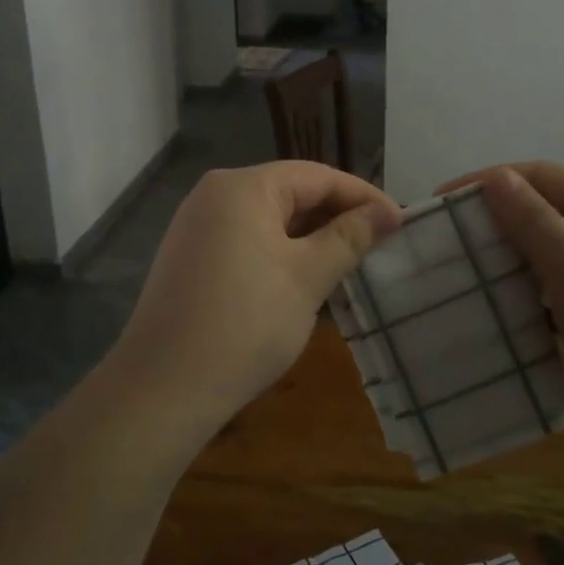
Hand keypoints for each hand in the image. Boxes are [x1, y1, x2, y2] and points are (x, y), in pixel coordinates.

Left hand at [112, 162, 400, 437]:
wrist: (163, 388)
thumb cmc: (245, 324)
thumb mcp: (307, 277)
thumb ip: (350, 237)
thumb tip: (390, 212)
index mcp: (243, 187)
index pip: (317, 176)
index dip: (362, 196)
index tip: (400, 222)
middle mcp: (215, 195)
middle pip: (290, 192)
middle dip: (337, 216)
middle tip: (380, 244)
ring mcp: (197, 226)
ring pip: (269, 219)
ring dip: (311, 237)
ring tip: (351, 261)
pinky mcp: (191, 257)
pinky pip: (247, 239)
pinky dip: (281, 252)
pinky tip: (305, 278)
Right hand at [444, 162, 563, 396]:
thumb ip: (530, 219)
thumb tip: (496, 177)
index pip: (540, 175)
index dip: (487, 183)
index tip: (440, 202)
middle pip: (547, 211)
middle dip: (497, 222)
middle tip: (448, 242)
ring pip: (553, 252)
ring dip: (512, 259)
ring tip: (467, 273)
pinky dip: (533, 292)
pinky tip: (503, 307)